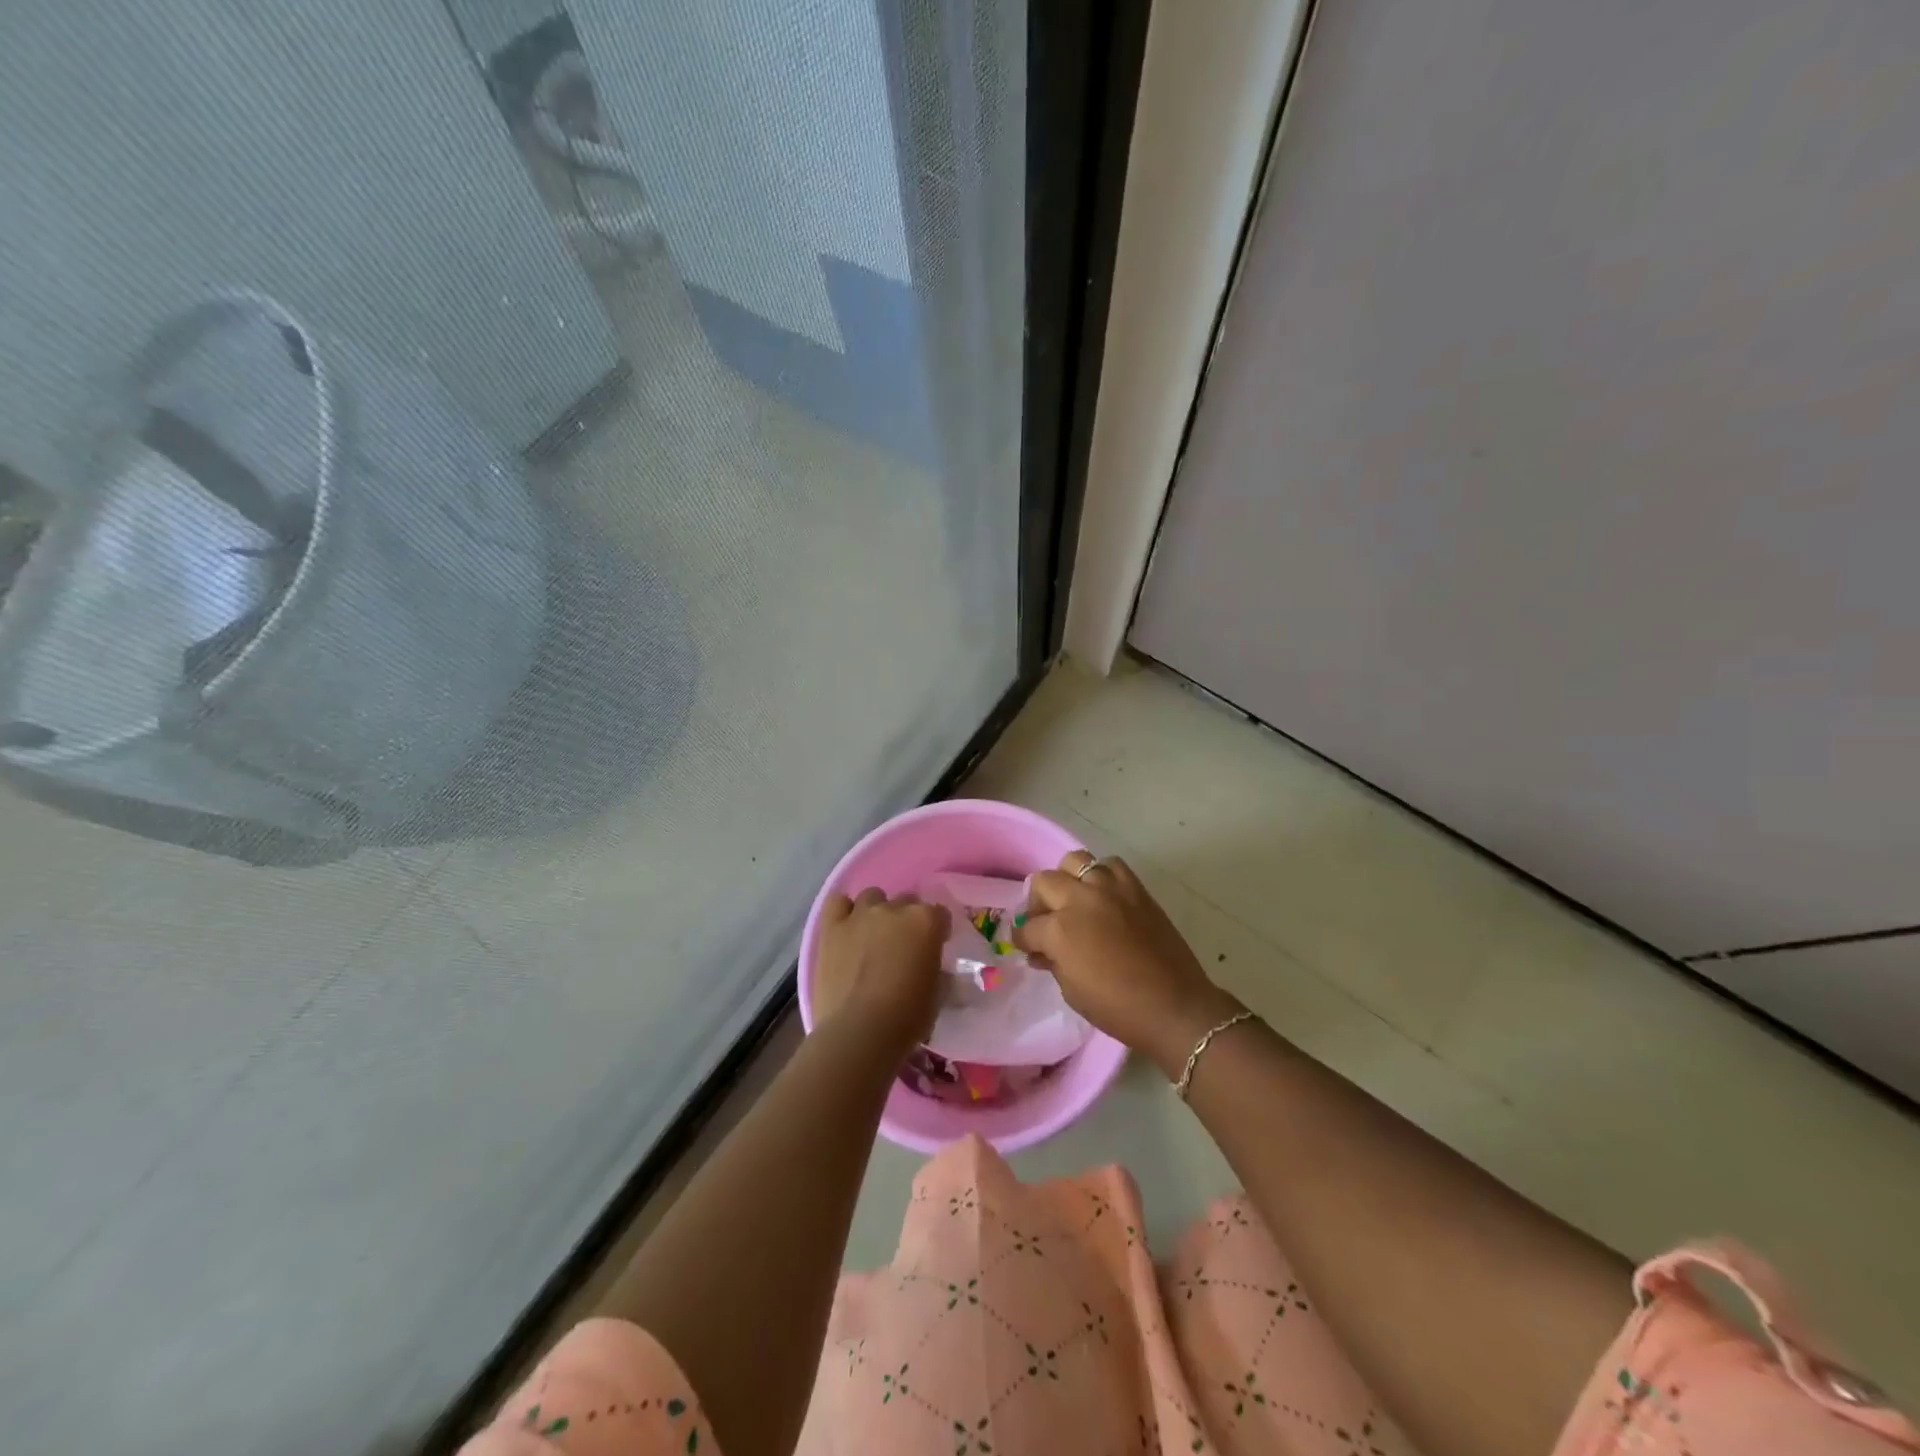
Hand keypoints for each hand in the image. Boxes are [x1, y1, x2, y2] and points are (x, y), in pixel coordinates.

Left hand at [811, 889, 948, 1055]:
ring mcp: (860, 915)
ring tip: (873, 937)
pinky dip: (844, 911)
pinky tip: (847, 927)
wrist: (859, 1032)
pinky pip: (837, 903)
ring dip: (876, 912)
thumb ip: (937, 970)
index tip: (935, 947)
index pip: (940, 914)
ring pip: (872, 896)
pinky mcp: (831, 928)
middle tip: (903, 946)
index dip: (938, 930)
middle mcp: (894, 909)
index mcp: (926, 922)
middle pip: (906, 901)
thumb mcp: (937, 995)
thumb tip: (932, 967)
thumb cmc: (906, 1017)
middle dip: (907, 919)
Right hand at [1012, 850, 1241, 1077]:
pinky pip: (1111, 865)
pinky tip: (1104, 896)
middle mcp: (1081, 900)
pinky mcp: (1135, 888)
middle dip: (1038, 904)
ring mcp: (1110, 889)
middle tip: (1046, 923)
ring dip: (1068, 880)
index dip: (1023, 940)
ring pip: (1075, 861)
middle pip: (1044, 882)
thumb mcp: (1072, 991)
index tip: (1027, 947)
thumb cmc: (1118, 1008)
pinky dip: (1102, 876)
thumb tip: (1043, 951)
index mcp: (1060, 930)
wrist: (1174, 1006)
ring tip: (1074, 901)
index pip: (1027, 928)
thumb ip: (1053, 962)